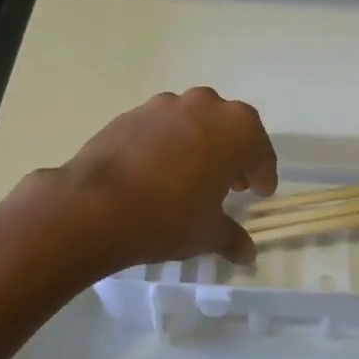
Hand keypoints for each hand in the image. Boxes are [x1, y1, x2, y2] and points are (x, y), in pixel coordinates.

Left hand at [35, 88, 277, 275]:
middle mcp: (205, 105)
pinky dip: (167, 144)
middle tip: (229, 184)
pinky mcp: (131, 113)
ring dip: (200, 143)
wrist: (96, 206)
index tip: (259, 193)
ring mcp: (165, 105)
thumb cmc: (169, 217)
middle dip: (233, 153)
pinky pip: (161, 127)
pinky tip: (157, 171)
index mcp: (236, 129)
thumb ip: (232, 237)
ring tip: (190, 175)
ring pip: (194, 121)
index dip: (263, 174)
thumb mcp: (208, 234)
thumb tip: (247, 253)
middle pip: (229, 128)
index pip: (260, 151)